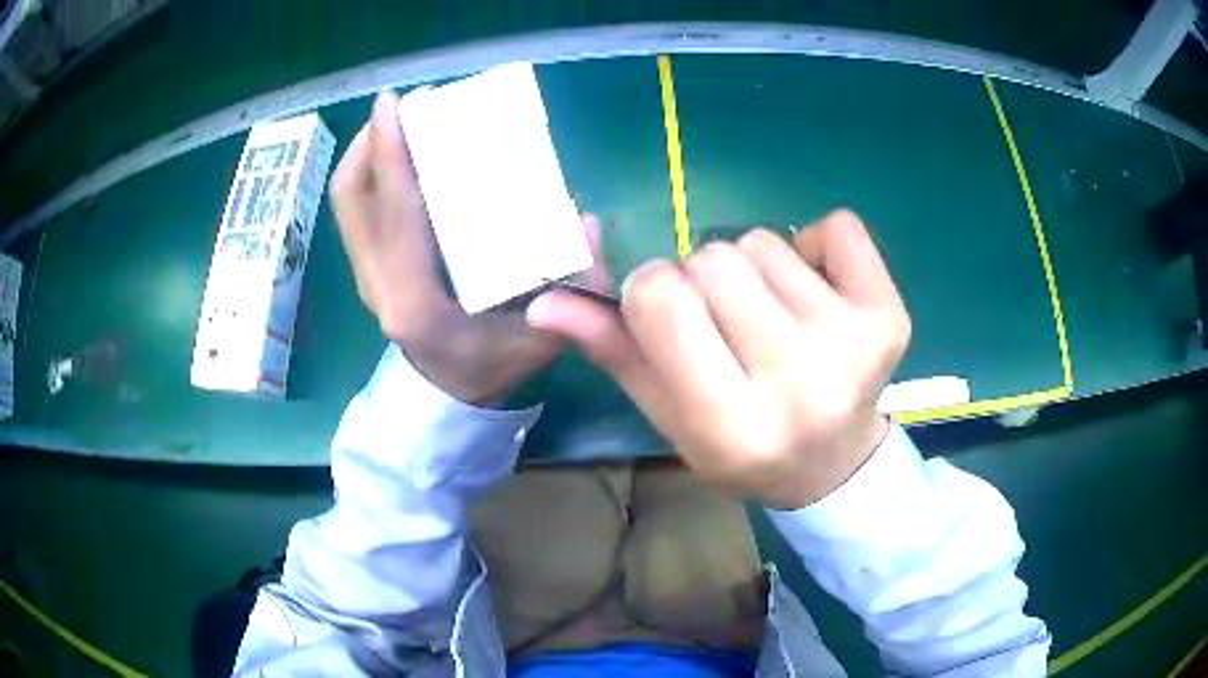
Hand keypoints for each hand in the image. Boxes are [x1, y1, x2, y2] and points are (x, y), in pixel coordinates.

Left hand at [330, 90, 606, 404]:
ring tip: (398, 123)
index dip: (391, 155)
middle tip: (402, 107)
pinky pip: (356, 213)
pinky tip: (399, 158)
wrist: (451, 395)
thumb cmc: (493, 365)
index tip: (395, 105)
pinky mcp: (367, 271)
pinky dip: (369, 176)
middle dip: (370, 143)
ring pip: (348, 203)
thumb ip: (573, 285)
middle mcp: (377, 285)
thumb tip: (584, 220)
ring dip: (366, 155)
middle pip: (352, 199)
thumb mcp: (542, 336)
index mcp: (416, 302)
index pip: (396, 216)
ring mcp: (365, 278)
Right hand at [528, 211, 910, 508]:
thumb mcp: (670, 414)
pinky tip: (819, 294)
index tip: (672, 316)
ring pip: (763, 240)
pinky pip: (836, 225)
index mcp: (731, 423)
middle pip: (712, 259)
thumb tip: (546, 299)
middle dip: (703, 280)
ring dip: (754, 267)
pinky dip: (816, 244)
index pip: (659, 298)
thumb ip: (614, 352)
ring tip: (775, 320)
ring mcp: (854, 345)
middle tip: (729, 328)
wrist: (833, 464)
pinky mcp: (891, 316)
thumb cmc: (742, 447)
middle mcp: (798, 383)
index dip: (651, 291)